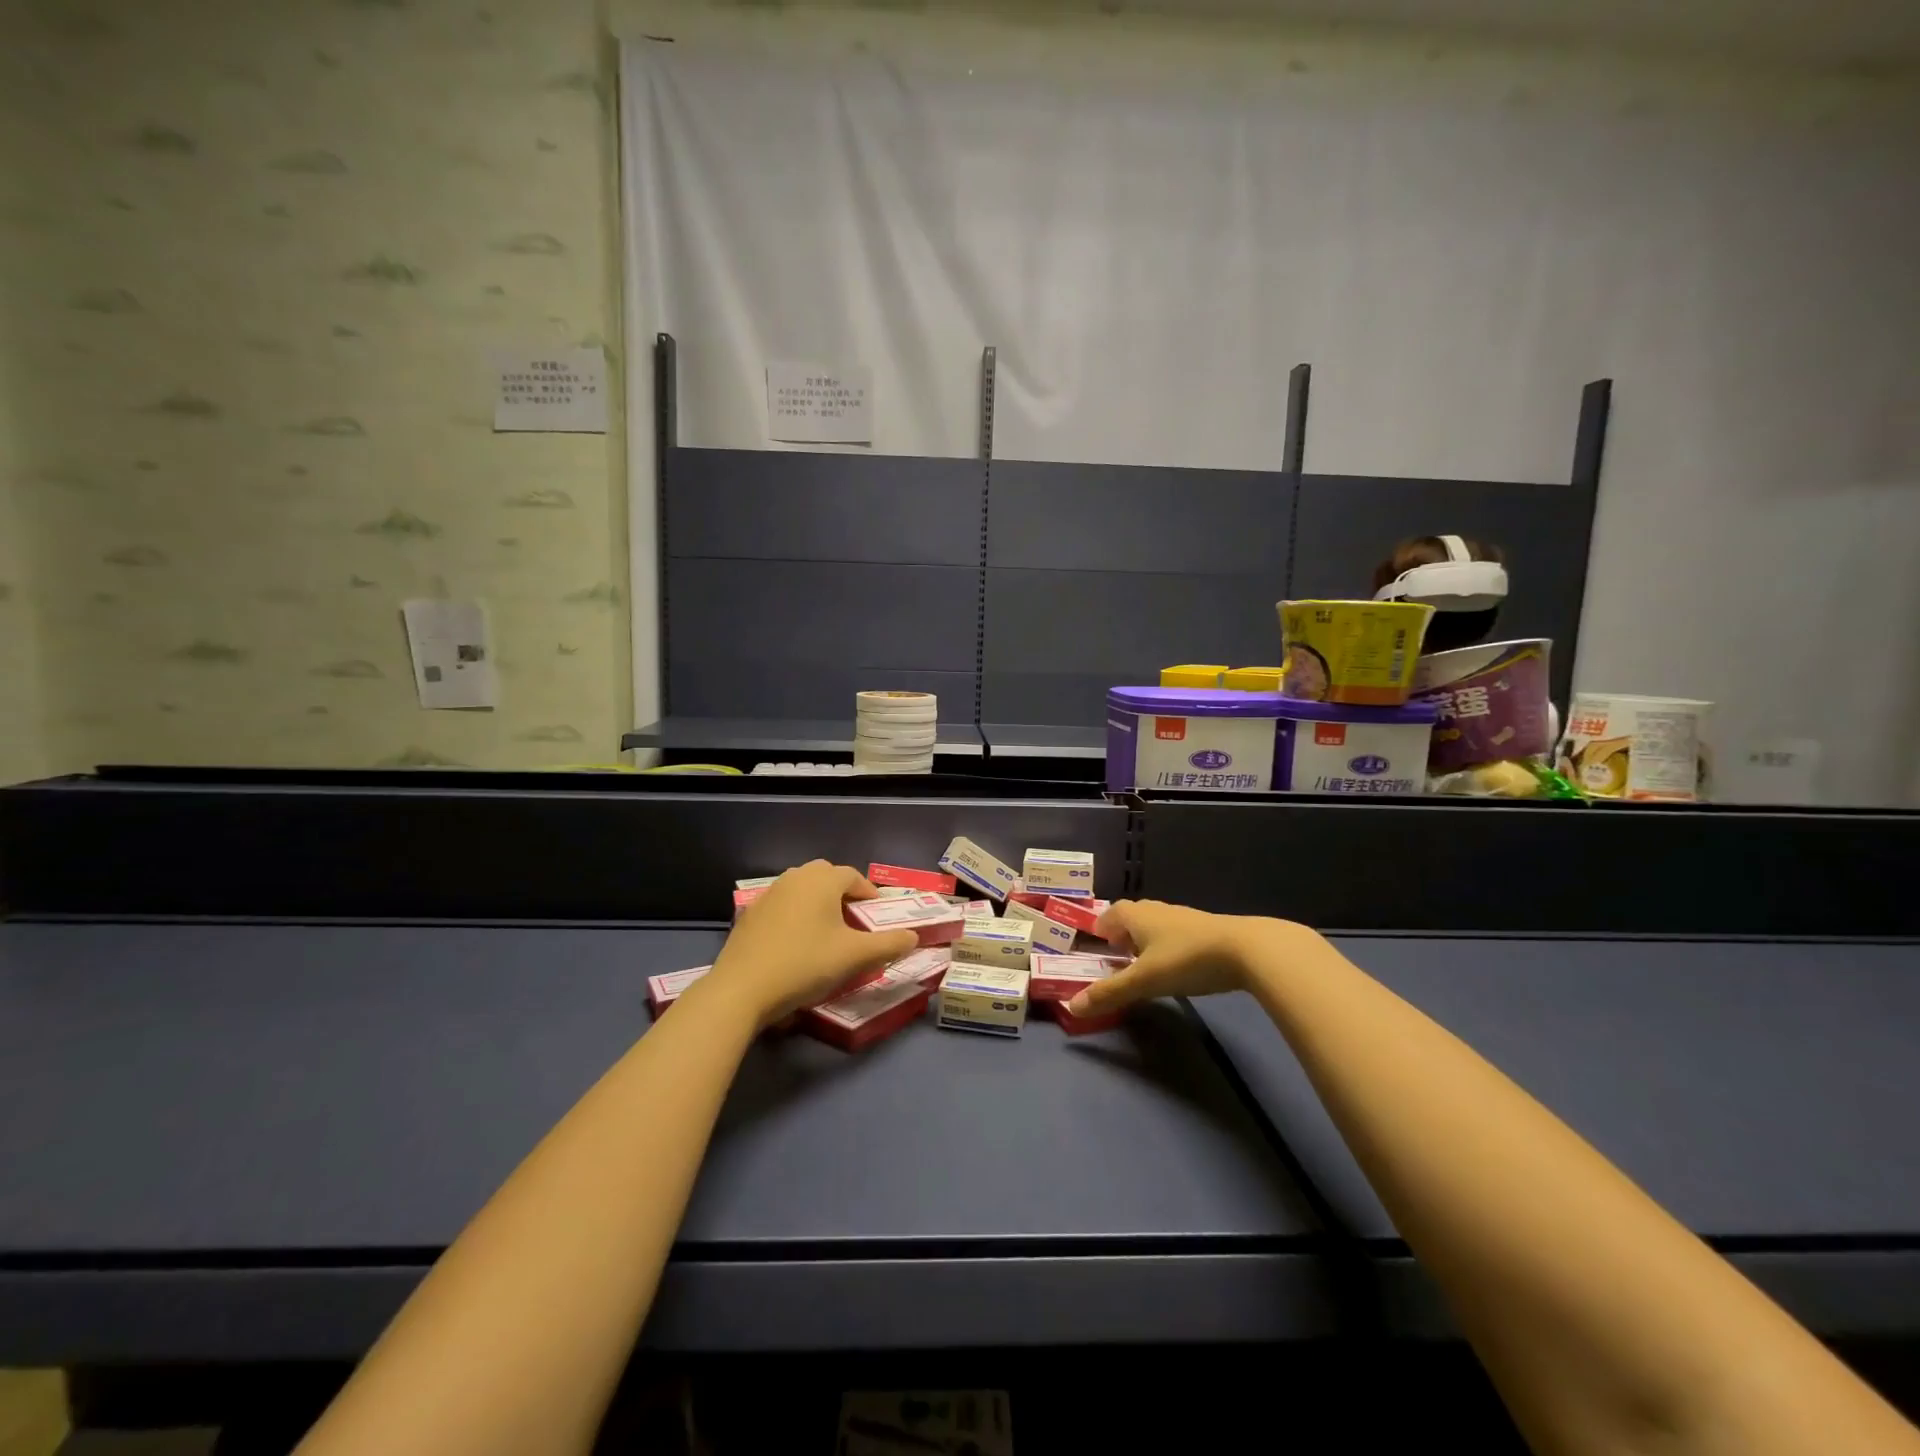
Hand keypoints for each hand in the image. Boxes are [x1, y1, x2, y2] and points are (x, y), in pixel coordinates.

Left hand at [696, 861, 918, 1029]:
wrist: (742, 989)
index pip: (853, 876)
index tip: (877, 917)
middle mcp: (794, 878)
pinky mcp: (749, 915)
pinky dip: (795, 915)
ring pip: (801, 889)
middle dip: (843, 893)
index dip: (869, 894)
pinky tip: (795, 943)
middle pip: (826, 876)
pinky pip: (782, 906)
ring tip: (826, 932)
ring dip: (818, 902)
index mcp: (822, 880)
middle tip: (854, 921)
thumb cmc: (805, 964)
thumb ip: (888, 944)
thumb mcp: (854, 957)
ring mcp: (768, 894)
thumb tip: (914, 937)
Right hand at [1066, 900, 1309, 1018]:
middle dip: (1123, 933)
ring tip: (1145, 964)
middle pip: (1133, 916)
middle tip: (1117, 956)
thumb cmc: (1186, 959)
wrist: (1246, 950)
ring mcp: (1185, 919)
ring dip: (1147, 940)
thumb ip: (1109, 993)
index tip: (1097, 944)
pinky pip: (1178, 934)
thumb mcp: (1144, 980)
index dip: (1102, 926)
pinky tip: (1177, 966)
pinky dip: (1169, 946)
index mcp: (1137, 916)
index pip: (1111, 913)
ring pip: (1157, 925)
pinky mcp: (1207, 931)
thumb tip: (1071, 1007)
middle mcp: (1158, 911)